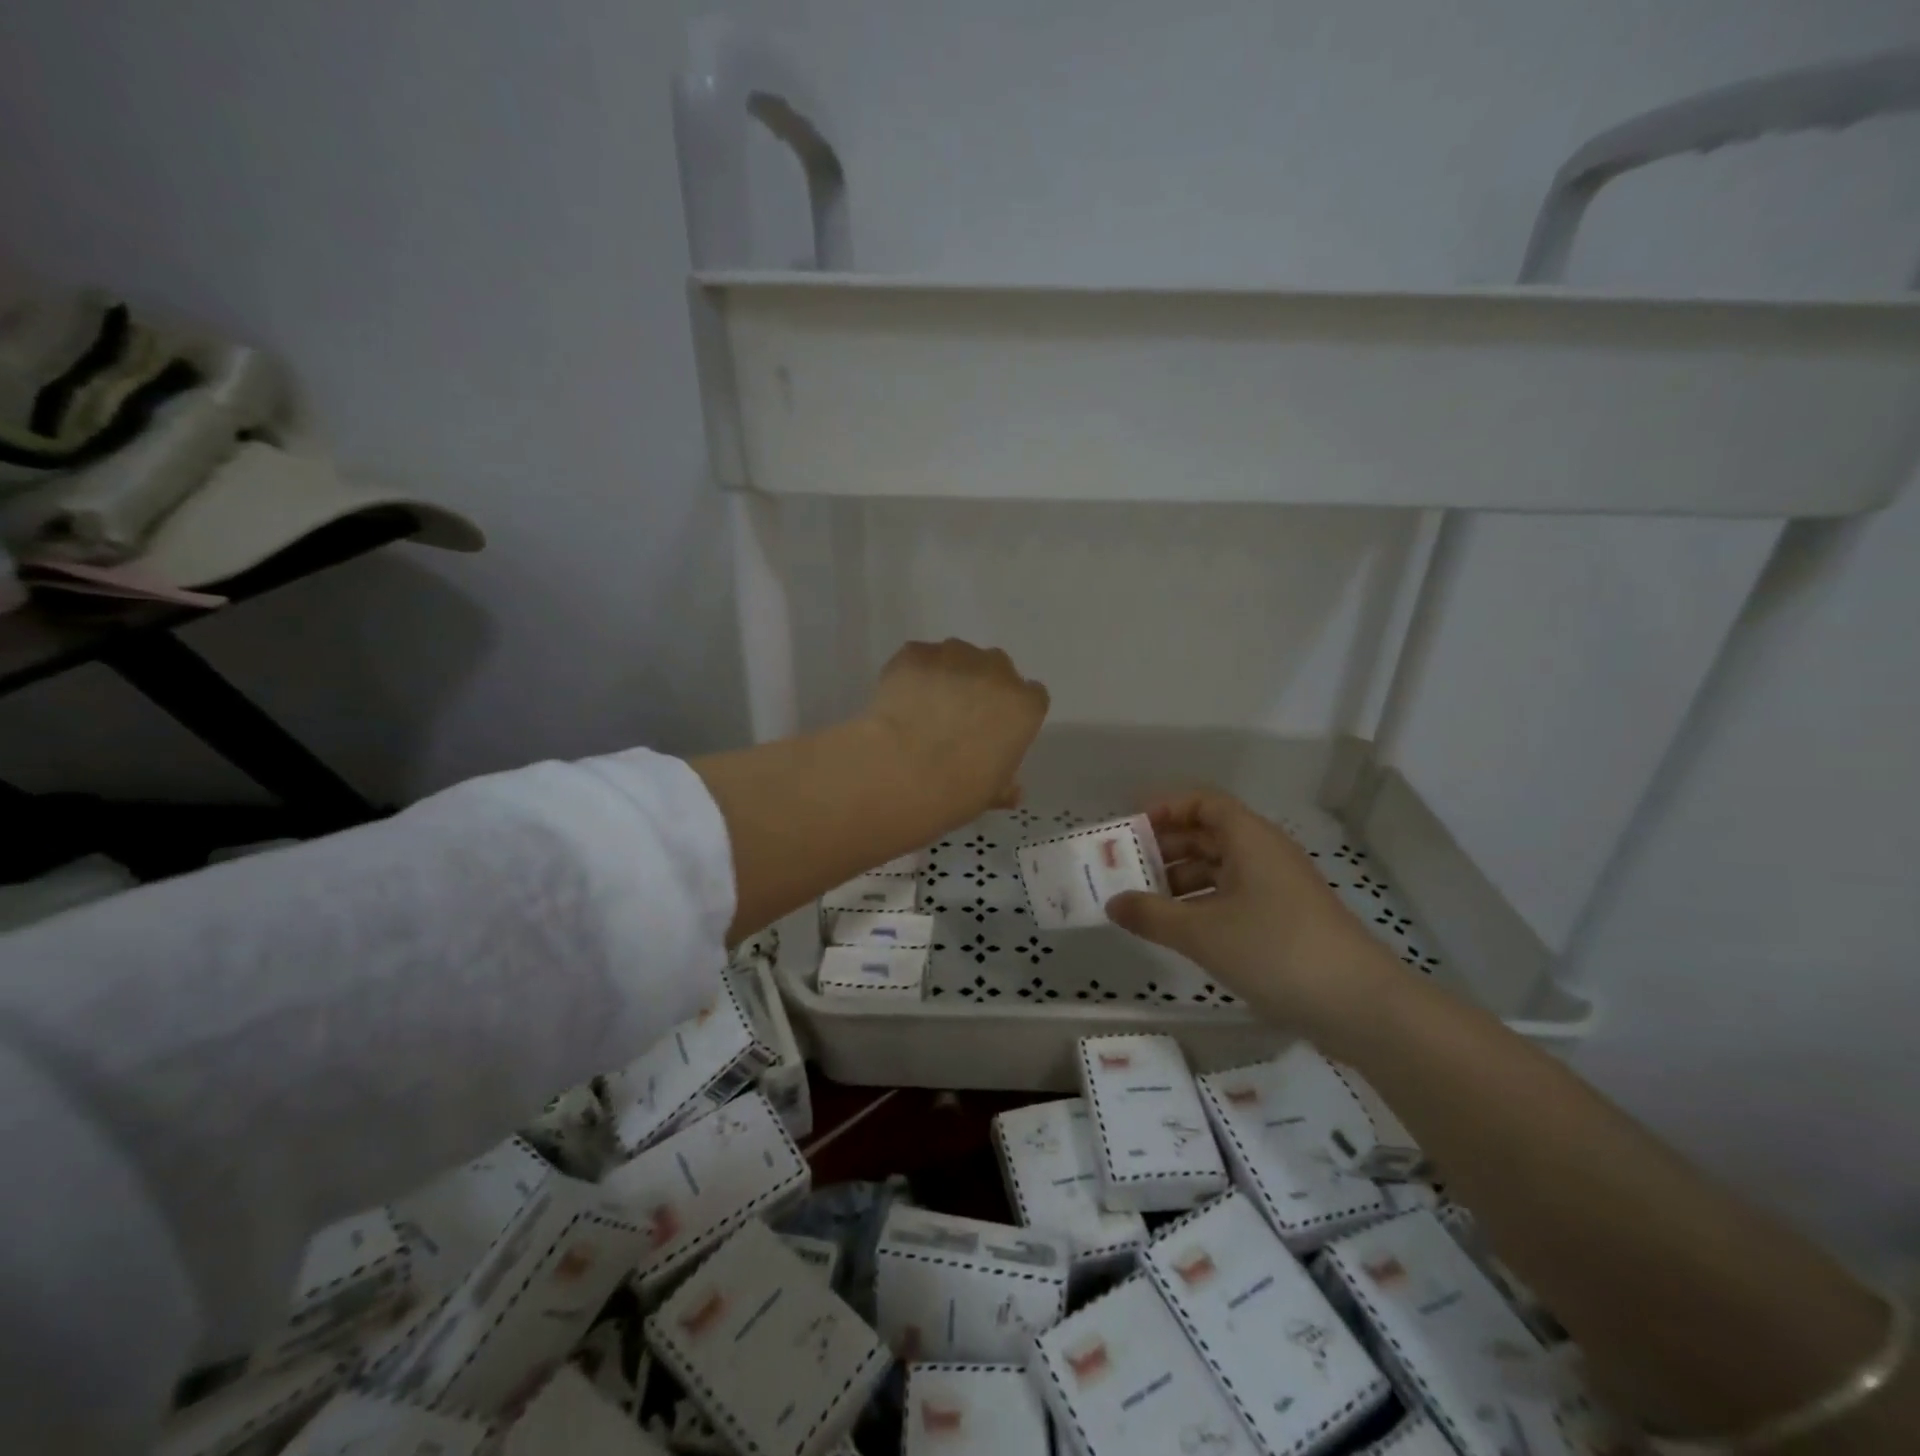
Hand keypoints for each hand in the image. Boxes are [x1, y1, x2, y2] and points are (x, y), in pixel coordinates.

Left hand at [863, 639, 1048, 819]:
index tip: (995, 727)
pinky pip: (919, 657)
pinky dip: (913, 673)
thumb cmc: (957, 791)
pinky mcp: (915, 654)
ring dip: (948, 674)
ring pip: (957, 656)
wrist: (902, 774)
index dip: (1011, 710)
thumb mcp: (990, 793)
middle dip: (982, 686)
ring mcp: (954, 657)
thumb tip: (1012, 791)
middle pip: (996, 668)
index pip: (1031, 696)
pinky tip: (900, 698)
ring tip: (925, 705)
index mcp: (1024, 706)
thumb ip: (1004, 783)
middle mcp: (995, 671)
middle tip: (959, 715)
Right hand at [1105, 790, 1403, 1035]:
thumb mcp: (1202, 932)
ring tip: (1145, 904)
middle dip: (1166, 848)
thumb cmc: (1275, 950)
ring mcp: (1278, 888)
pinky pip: (1234, 897)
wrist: (1360, 1006)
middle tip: (1127, 869)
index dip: (1165, 809)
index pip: (1203, 803)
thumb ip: (1151, 915)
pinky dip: (1203, 905)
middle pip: (1209, 834)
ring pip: (1220, 869)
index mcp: (1249, 839)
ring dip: (1181, 880)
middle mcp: (1265, 854)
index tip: (1130, 829)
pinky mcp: (1286, 921)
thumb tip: (1112, 903)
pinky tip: (1180, 930)